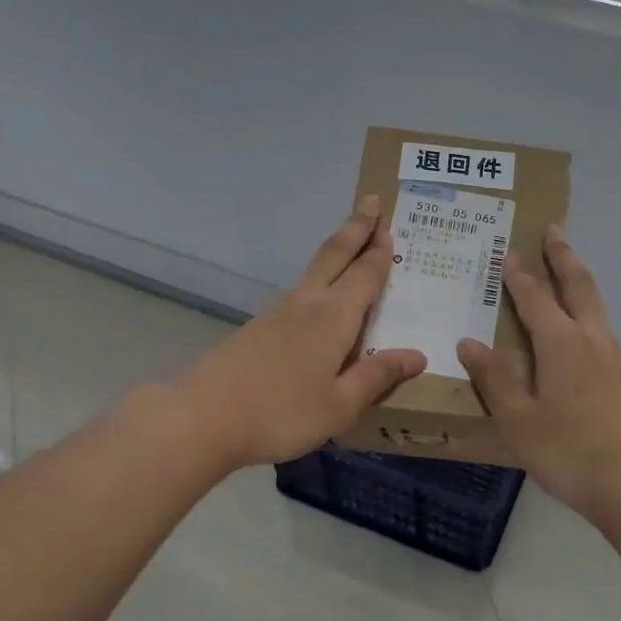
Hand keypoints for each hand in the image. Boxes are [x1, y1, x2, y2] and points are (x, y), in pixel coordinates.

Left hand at [175, 196, 426, 470]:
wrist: (203, 419)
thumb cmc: (281, 414)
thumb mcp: (340, 405)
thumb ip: (377, 377)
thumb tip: (417, 355)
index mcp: (333, 317)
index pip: (365, 275)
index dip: (379, 251)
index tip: (389, 224)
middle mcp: (306, 304)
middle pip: (335, 255)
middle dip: (355, 228)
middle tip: (371, 201)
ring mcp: (277, 313)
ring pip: (314, 271)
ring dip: (336, 252)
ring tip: (351, 246)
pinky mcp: (257, 328)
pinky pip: (299, 294)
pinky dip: (318, 281)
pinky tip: (319, 301)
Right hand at [457, 227, 620, 519]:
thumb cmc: (569, 451)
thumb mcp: (519, 419)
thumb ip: (495, 378)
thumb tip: (470, 341)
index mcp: (561, 343)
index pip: (535, 298)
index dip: (519, 275)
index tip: (508, 251)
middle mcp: (590, 339)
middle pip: (577, 285)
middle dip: (562, 256)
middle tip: (553, 229)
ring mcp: (612, 358)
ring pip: (594, 304)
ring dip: (578, 278)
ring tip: (566, 266)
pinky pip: (599, 326)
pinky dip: (586, 307)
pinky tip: (580, 326)